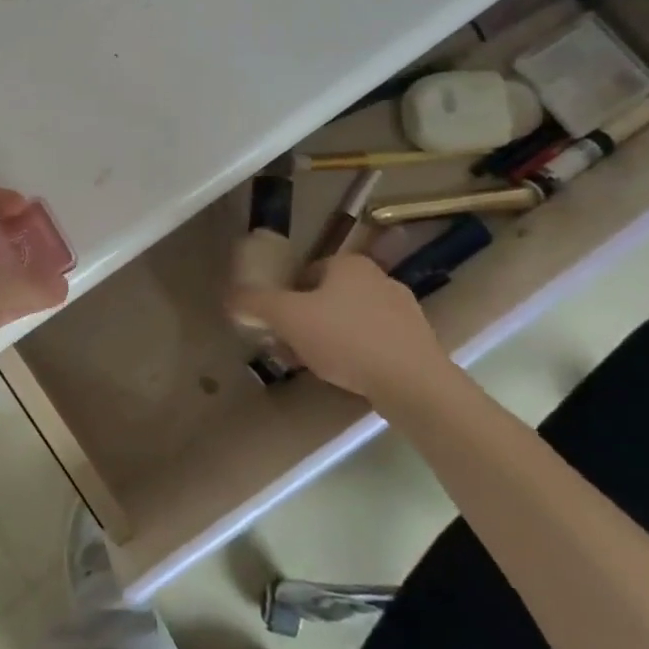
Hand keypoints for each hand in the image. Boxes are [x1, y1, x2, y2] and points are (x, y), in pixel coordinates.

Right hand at [232, 254, 458, 402]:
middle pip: (327, 297)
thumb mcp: (287, 317)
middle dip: (307, 320)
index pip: (306, 273)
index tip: (279, 325)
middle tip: (292, 347)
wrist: (413, 383)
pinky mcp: (417, 341)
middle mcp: (379, 278)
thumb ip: (255, 303)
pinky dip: (357, 353)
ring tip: (318, 365)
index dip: (287, 298)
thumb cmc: (346, 339)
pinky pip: (374, 341)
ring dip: (330, 338)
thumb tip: (231, 298)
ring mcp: (404, 310)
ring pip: (351, 320)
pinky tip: (349, 375)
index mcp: (349, 264)